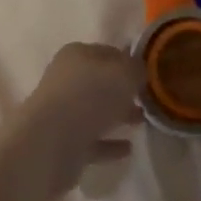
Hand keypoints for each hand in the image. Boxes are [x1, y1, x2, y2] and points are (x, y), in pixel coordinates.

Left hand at [6, 43, 142, 194]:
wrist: (49, 143)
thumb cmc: (88, 97)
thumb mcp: (122, 74)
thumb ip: (135, 69)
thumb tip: (139, 71)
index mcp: (77, 55)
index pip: (109, 52)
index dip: (129, 61)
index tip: (150, 74)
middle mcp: (68, 80)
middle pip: (102, 82)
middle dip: (125, 90)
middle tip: (149, 99)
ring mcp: (65, 112)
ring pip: (97, 111)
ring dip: (118, 115)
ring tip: (143, 121)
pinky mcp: (65, 143)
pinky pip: (93, 140)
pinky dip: (110, 143)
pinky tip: (129, 148)